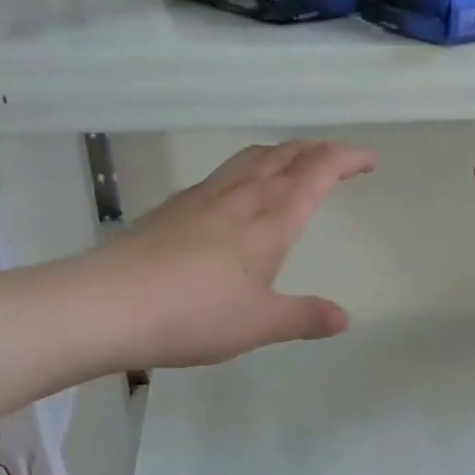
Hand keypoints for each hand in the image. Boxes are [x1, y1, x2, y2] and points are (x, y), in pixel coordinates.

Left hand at [90, 140, 374, 369]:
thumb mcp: (259, 323)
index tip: (368, 159)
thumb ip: (303, 317)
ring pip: (251, 157)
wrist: (106, 304)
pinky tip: (238, 193)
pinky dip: (249, 169)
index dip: (346, 159)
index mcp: (270, 218)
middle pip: (285, 155)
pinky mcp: (174, 208)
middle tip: (337, 159)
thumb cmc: (194, 313)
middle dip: (317, 150)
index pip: (317, 171)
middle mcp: (240, 196)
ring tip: (294, 164)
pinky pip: (225, 173)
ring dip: (281, 153)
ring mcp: (202, 197)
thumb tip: (343, 318)